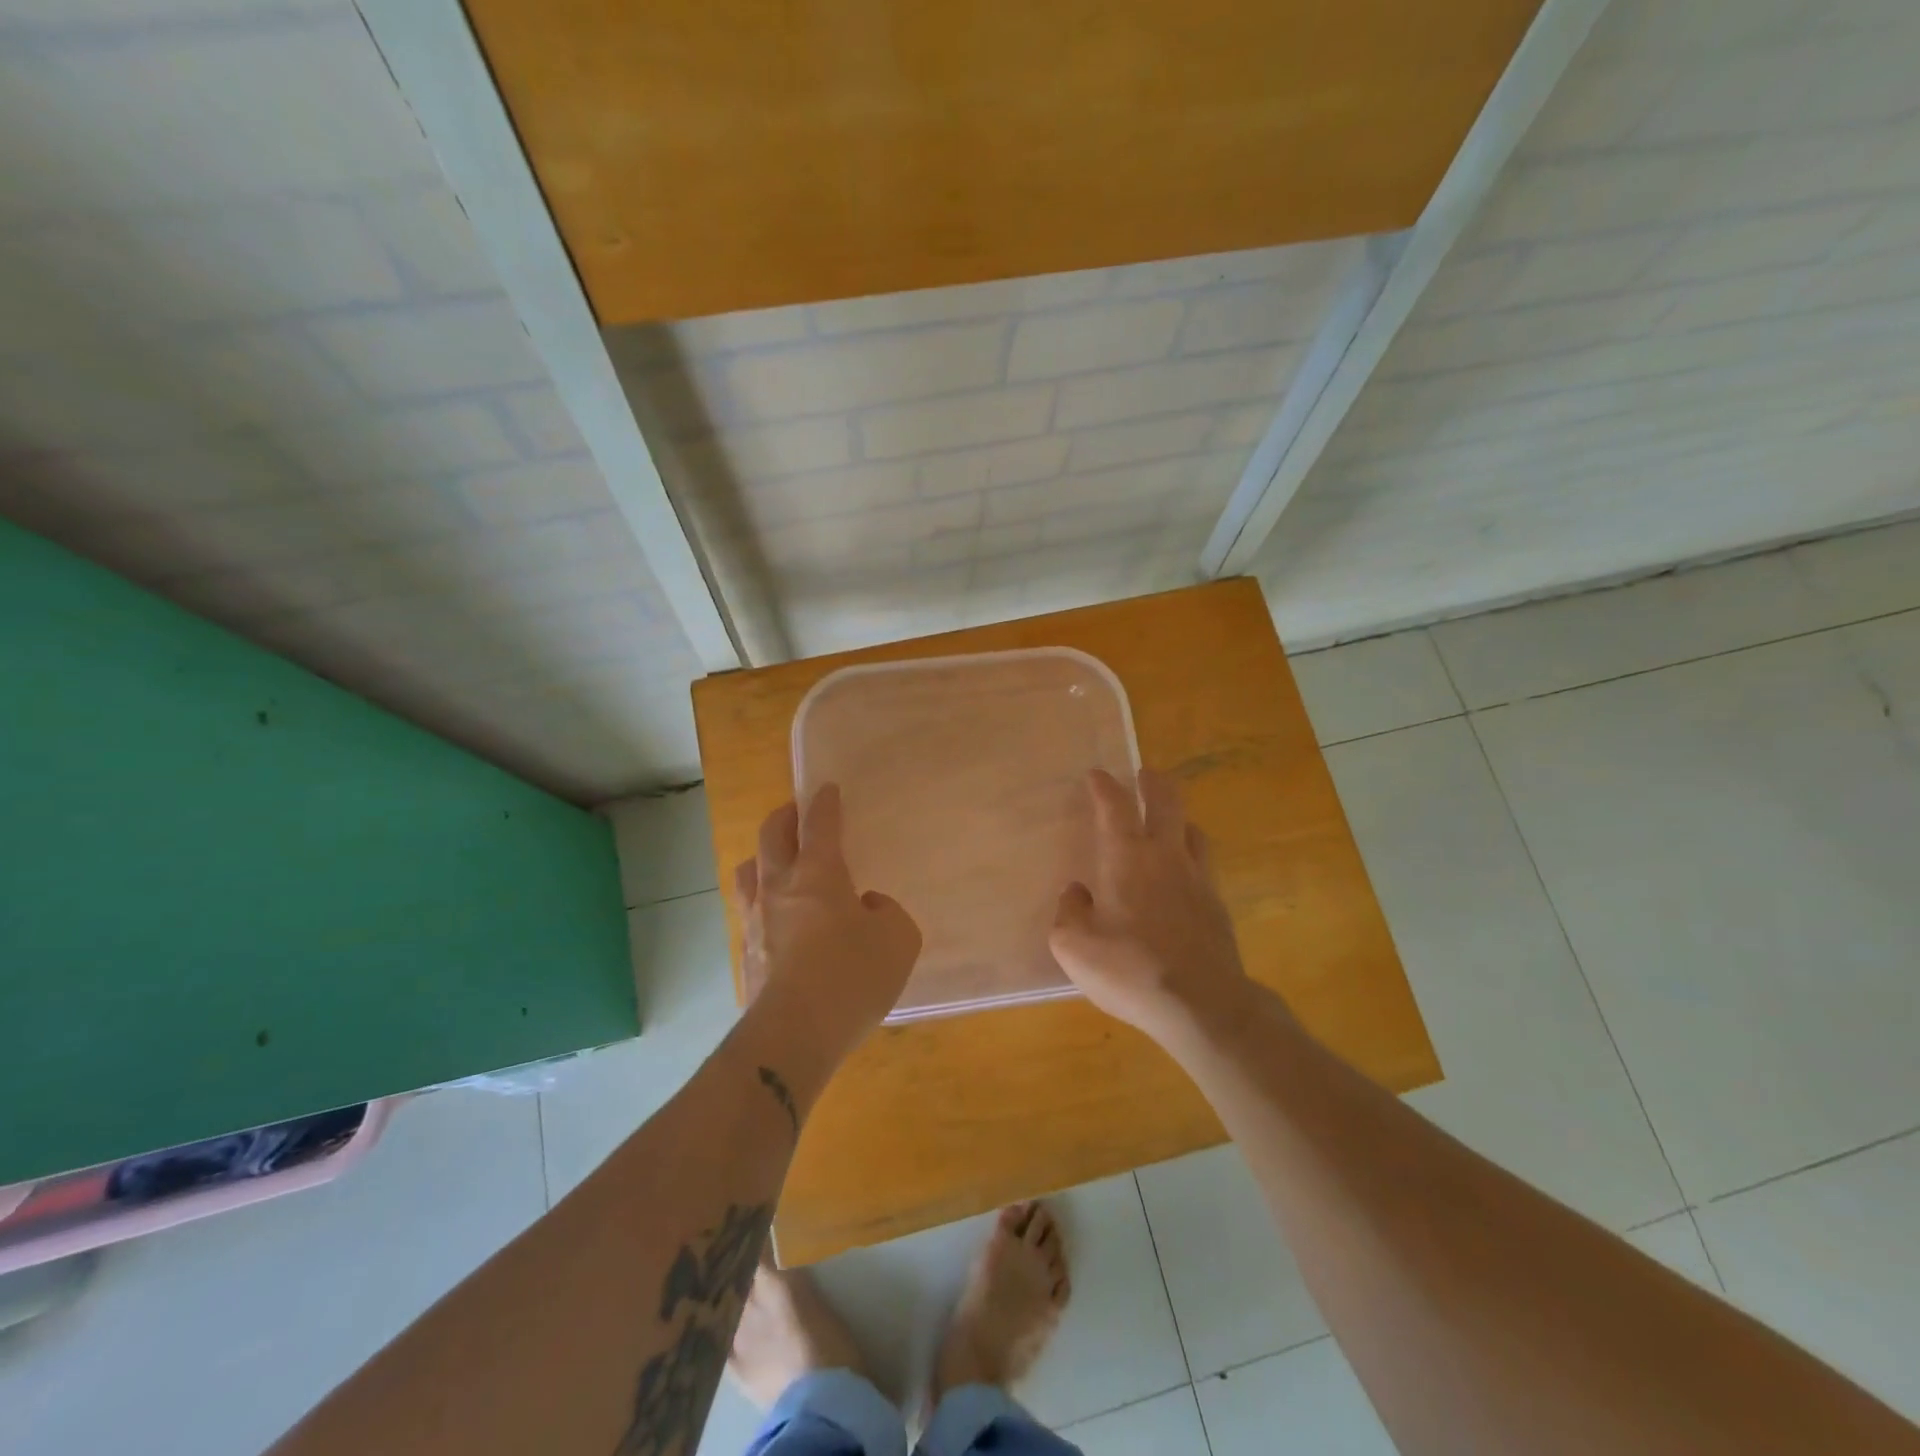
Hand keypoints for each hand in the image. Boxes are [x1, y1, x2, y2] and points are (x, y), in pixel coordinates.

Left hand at [735, 784, 921, 1067]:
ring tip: (777, 864)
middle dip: (785, 817)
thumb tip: (866, 907)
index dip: (824, 802)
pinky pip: (750, 914)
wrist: (794, 1034)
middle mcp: (780, 887)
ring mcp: (756, 921)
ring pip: (748, 871)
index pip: (819, 823)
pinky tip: (778, 921)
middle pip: (772, 835)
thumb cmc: (853, 975)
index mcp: (819, 874)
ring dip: (763, 858)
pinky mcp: (746, 955)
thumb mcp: (899, 938)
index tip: (826, 789)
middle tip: (796, 814)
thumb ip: (888, 912)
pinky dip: (763, 904)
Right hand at [1049, 768, 1254, 1042]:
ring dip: (1177, 817)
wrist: (1202, 1004)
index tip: (1096, 775)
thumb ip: (1069, 913)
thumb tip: (1076, 893)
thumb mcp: (1074, 948)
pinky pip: (1203, 864)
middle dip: (1152, 782)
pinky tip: (1182, 875)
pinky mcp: (1217, 905)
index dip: (1104, 786)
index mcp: (1128, 858)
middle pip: (1167, 801)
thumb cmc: (1131, 971)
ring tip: (1166, 823)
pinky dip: (1190, 855)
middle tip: (1143, 775)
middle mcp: (1167, 856)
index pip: (1116, 806)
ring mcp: (1199, 879)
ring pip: (1193, 829)